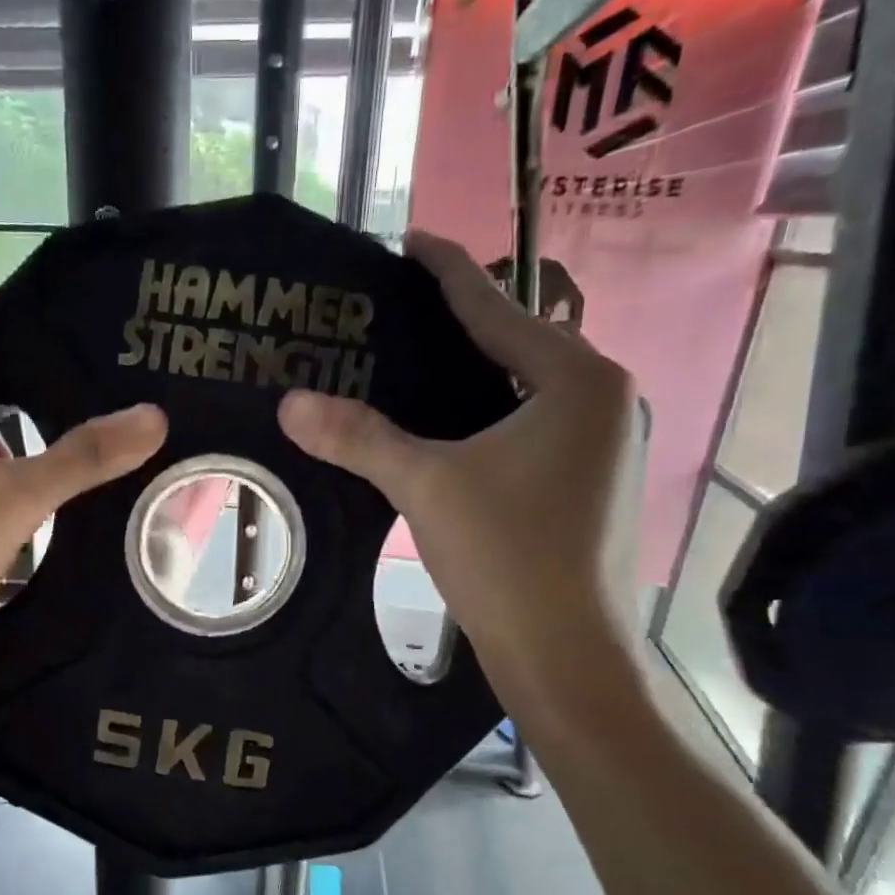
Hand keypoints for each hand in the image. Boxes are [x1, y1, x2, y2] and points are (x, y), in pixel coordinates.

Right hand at [277, 230, 644, 716]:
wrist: (565, 653)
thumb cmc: (506, 556)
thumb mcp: (425, 485)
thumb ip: (359, 437)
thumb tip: (290, 403)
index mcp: (576, 379)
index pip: (496, 308)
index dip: (446, 272)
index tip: (409, 241)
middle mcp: (603, 399)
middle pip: (515, 344)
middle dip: (457, 324)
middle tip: (395, 311)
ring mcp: (603, 445)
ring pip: (524, 390)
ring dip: (472, 374)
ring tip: (412, 362)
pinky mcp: (590, 483)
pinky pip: (529, 427)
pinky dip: (486, 417)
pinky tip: (446, 428)